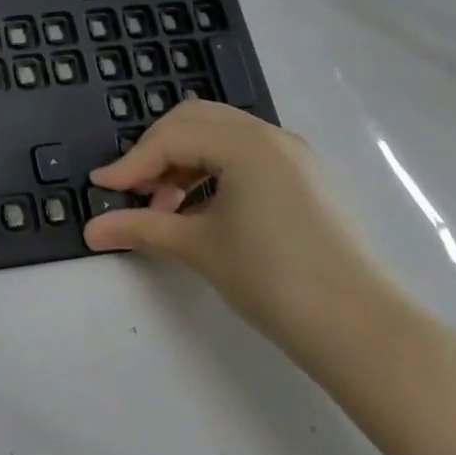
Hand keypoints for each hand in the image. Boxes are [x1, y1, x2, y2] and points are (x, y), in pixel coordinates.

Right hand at [84, 100, 403, 359]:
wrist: (365, 332)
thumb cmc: (274, 280)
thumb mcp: (199, 248)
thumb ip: (140, 228)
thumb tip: (90, 230)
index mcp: (245, 143)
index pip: (170, 138)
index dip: (131, 164)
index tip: (102, 188)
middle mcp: (271, 136)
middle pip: (193, 121)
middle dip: (156, 152)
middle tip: (136, 190)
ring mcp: (295, 156)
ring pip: (220, 135)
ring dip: (185, 160)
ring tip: (169, 206)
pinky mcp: (307, 179)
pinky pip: (246, 154)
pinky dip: (214, 169)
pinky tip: (204, 208)